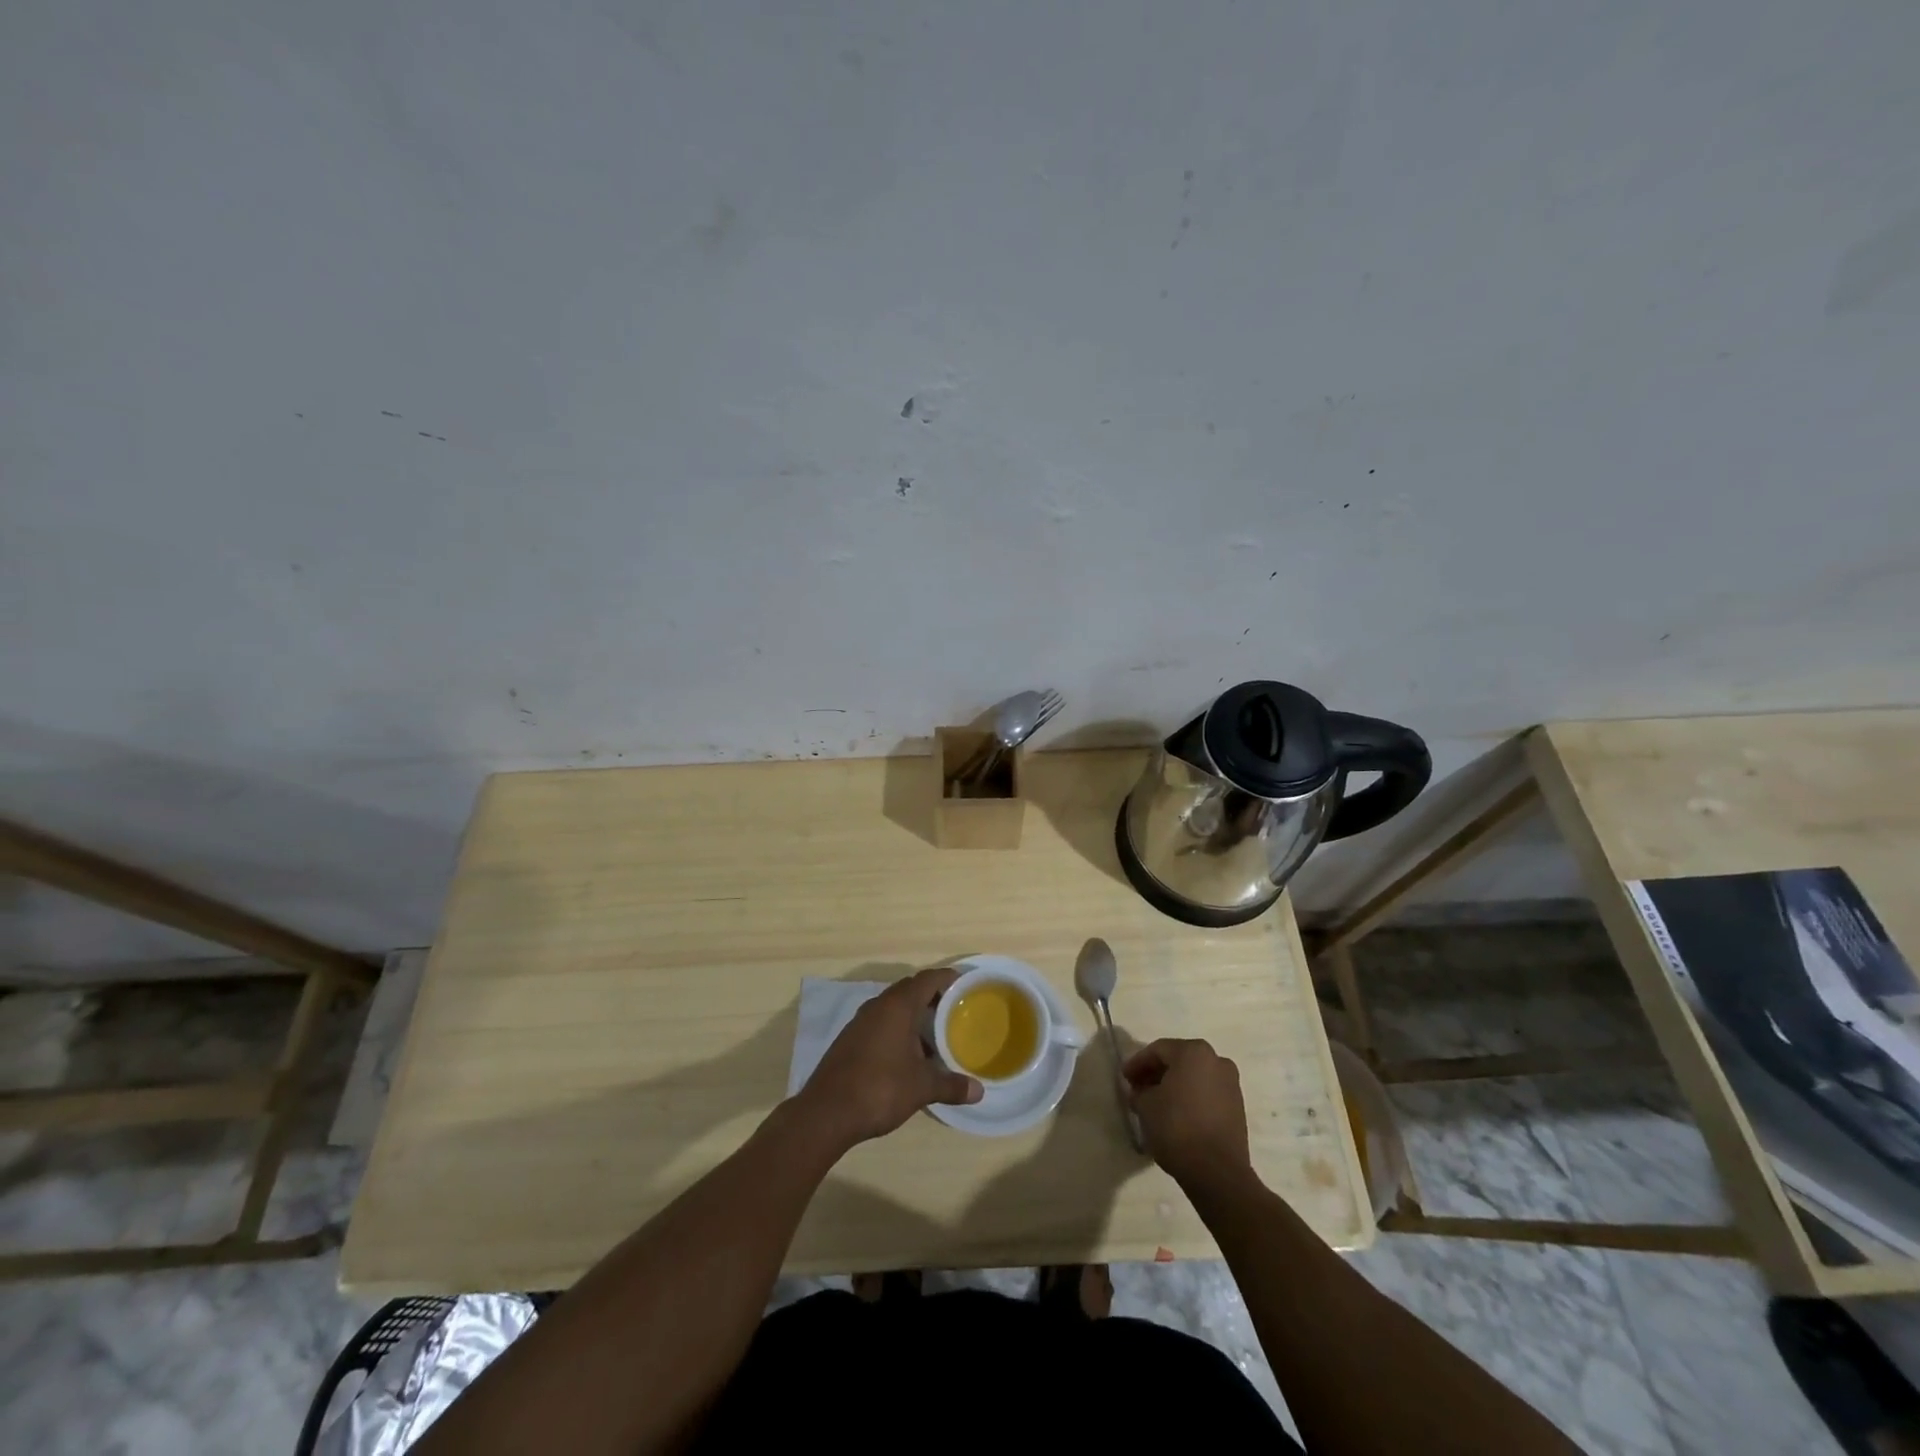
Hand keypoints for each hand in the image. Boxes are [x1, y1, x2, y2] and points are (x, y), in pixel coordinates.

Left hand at [796, 968, 982, 1148]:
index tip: (966, 986)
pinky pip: (881, 1022)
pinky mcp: (850, 1038)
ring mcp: (861, 1021)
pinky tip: (908, 1053)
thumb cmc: (880, 1088)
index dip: (948, 979)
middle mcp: (878, 1005)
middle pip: (910, 989)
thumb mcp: (922, 1088)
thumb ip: (951, 1085)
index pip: (928, 979)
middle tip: (956, 1010)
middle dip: (933, 996)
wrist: (826, 1112)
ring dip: (914, 1014)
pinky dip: (898, 1028)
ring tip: (936, 1032)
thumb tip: (979, 1091)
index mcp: (898, 1006)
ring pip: (894, 1006)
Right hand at [1123, 1038, 1251, 1188]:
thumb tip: (1142, 1091)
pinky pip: (1207, 1094)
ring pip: (1194, 1078)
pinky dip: (1190, 1099)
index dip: (1138, 1063)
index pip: (1158, 1050)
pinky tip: (1176, 1115)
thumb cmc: (1177, 1128)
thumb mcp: (1146, 1106)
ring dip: (1174, 1086)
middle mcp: (1217, 1061)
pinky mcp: (1238, 1108)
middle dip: (1156, 1073)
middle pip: (1179, 1061)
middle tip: (1138, 1088)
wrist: (1217, 1172)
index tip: (1124, 1078)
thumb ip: (1140, 1091)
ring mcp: (1231, 1085)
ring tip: (1155, 1104)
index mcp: (1194, 1052)